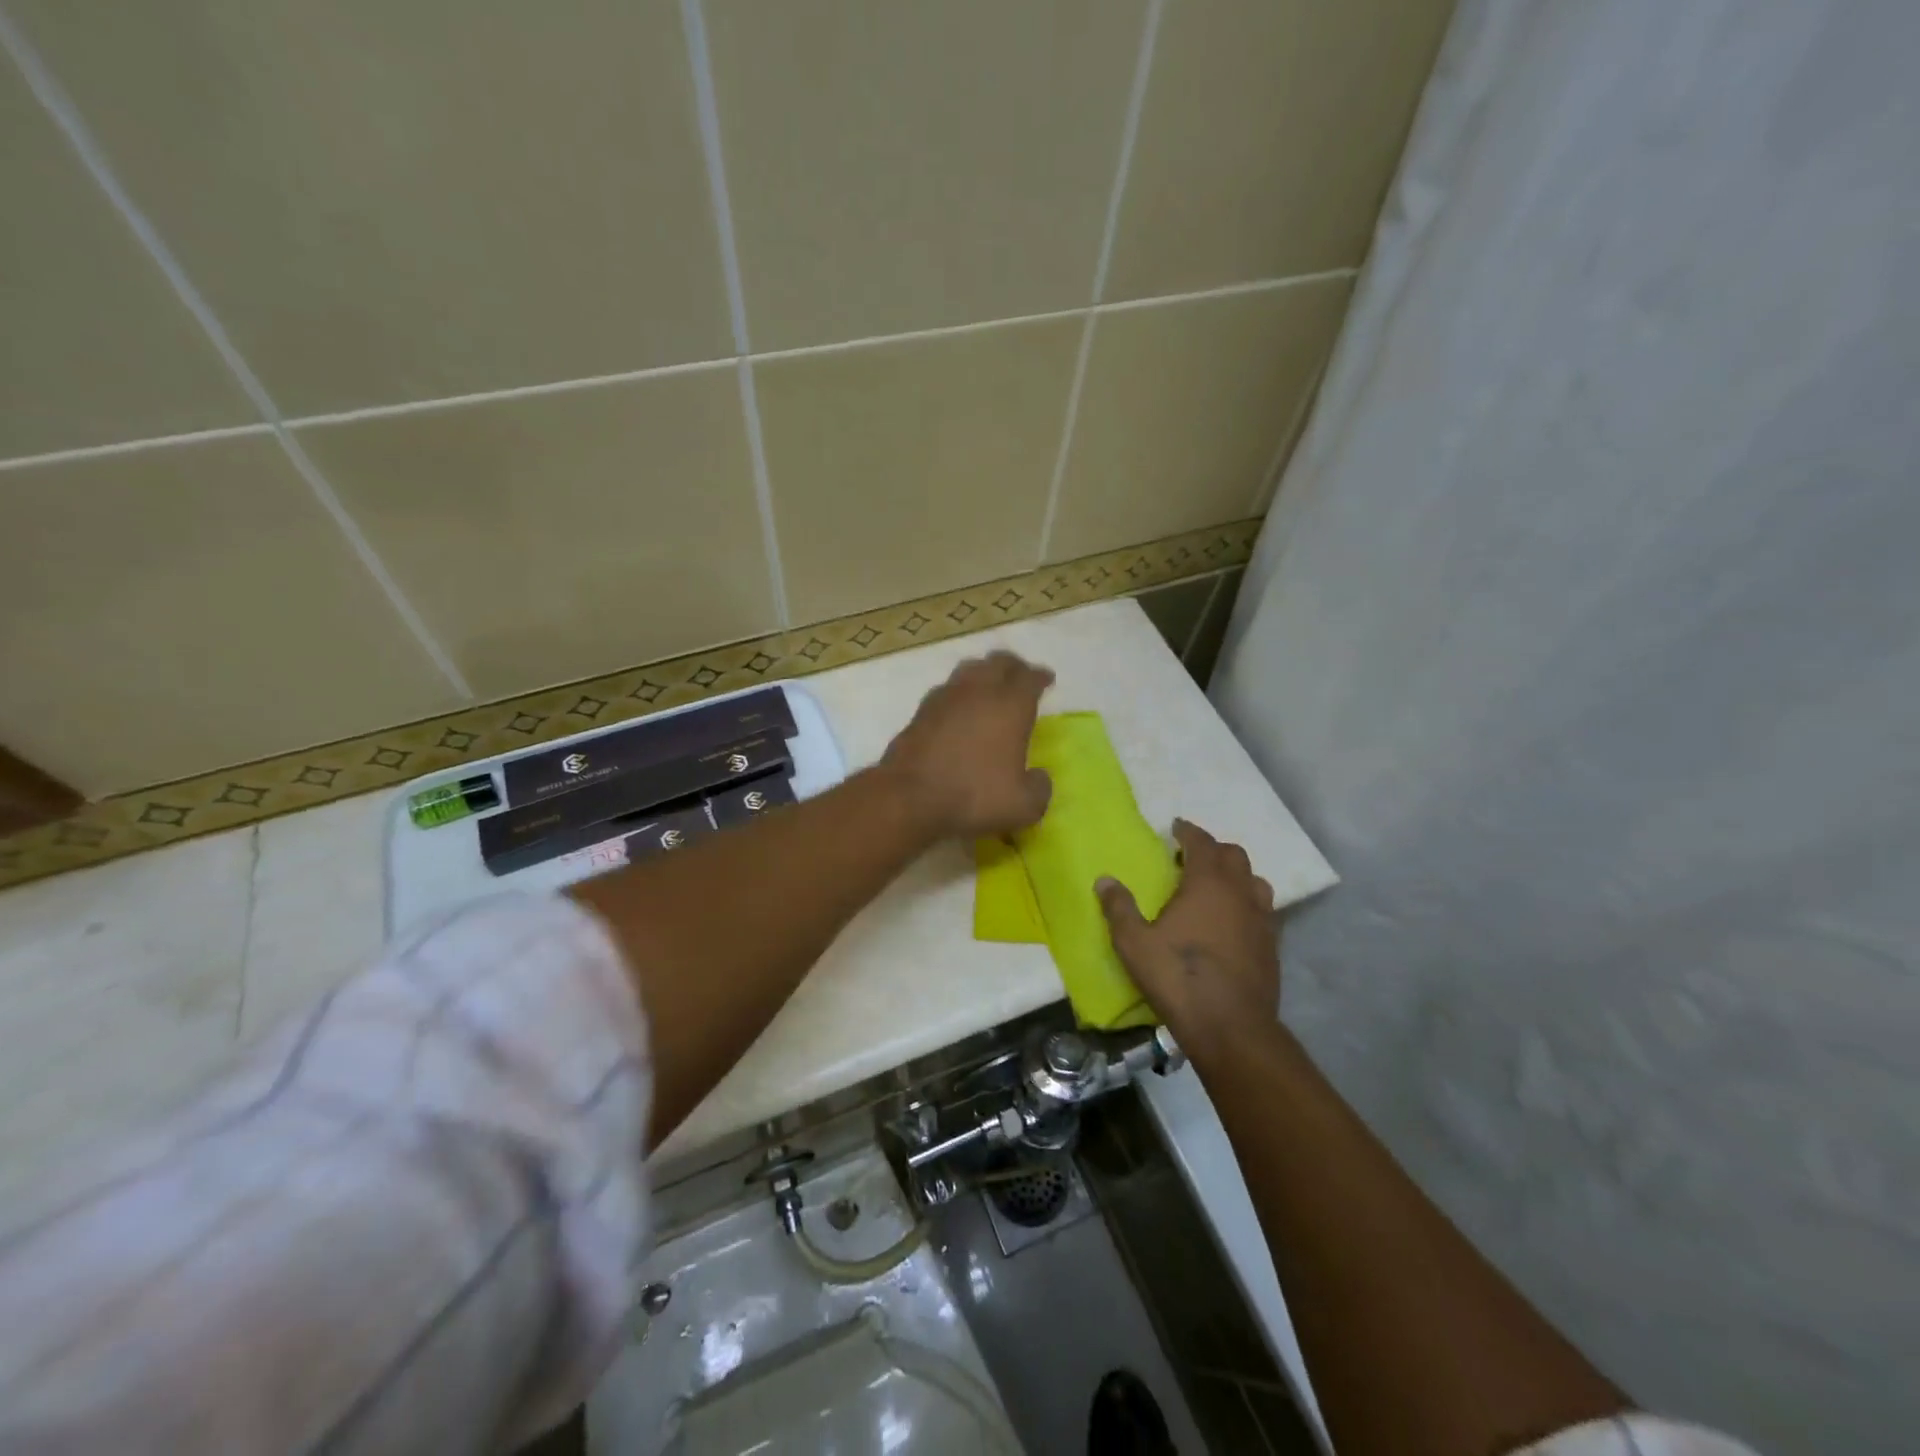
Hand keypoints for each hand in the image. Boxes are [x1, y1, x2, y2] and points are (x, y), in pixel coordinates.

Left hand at [881, 651, 1054, 838]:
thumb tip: (1038, 777)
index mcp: (1010, 706)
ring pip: (968, 670)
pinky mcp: (919, 713)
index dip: (1040, 676)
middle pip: (998, 662)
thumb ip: (1039, 788)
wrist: (909, 798)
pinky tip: (958, 708)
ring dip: (982, 673)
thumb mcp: (1024, 806)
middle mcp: (978, 692)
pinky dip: (958, 694)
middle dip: (1013, 666)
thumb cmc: (974, 797)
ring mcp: (944, 699)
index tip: (1046, 679)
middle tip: (1020, 676)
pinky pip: (945, 691)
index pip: (1029, 678)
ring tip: (989, 686)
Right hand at [1097, 819, 1278, 1051]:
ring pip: (1255, 881)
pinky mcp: (1272, 946)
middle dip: (1213, 850)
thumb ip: (1119, 908)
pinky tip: (1232, 922)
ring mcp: (1262, 919)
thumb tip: (1104, 880)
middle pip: (1234, 855)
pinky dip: (1247, 904)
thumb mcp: (1134, 943)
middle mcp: (1239, 892)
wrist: (1231, 1027)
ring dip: (1235, 876)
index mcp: (1207, 883)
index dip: (1188, 832)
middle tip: (1190, 858)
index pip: (1202, 843)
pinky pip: (1263, 910)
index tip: (1176, 828)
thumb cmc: (1179, 977)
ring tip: (1215, 887)